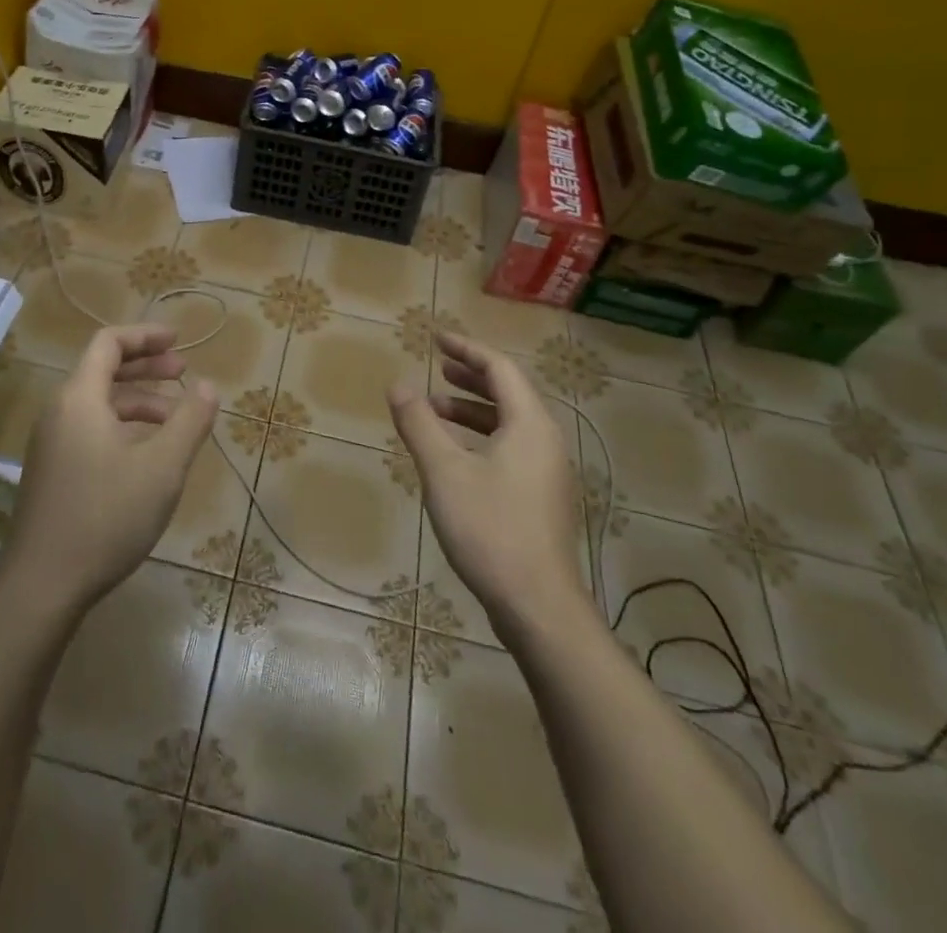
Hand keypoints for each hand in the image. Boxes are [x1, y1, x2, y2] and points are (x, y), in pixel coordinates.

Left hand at [5, 325, 218, 613]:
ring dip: (138, 400)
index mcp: (80, 398)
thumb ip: (189, 420)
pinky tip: (148, 452)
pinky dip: (123, 425)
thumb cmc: (106, 517)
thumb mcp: (162, 467)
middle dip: (146, 366)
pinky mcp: (52, 470)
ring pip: (99, 403)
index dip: (145, 335)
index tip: (178, 341)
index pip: (109, 343)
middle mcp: (60, 411)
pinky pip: (90, 428)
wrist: (42, 586)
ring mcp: (52, 443)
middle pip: (103, 369)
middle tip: (184, 372)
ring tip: (176, 417)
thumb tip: (208, 386)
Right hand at [388, 332, 589, 635]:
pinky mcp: (541, 499)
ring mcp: (547, 473)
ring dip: (473, 410)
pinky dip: (481, 438)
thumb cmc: (490, 529)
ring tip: (435, 411)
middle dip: (471, 377)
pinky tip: (455, 457)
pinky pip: (511, 449)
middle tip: (438, 368)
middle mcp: (545, 441)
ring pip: (510, 424)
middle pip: (509, 393)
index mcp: (529, 425)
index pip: (500, 369)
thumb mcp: (444, 471)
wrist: (538, 607)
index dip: (467, 349)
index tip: (436, 339)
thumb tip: (398, 383)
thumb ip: (419, 423)